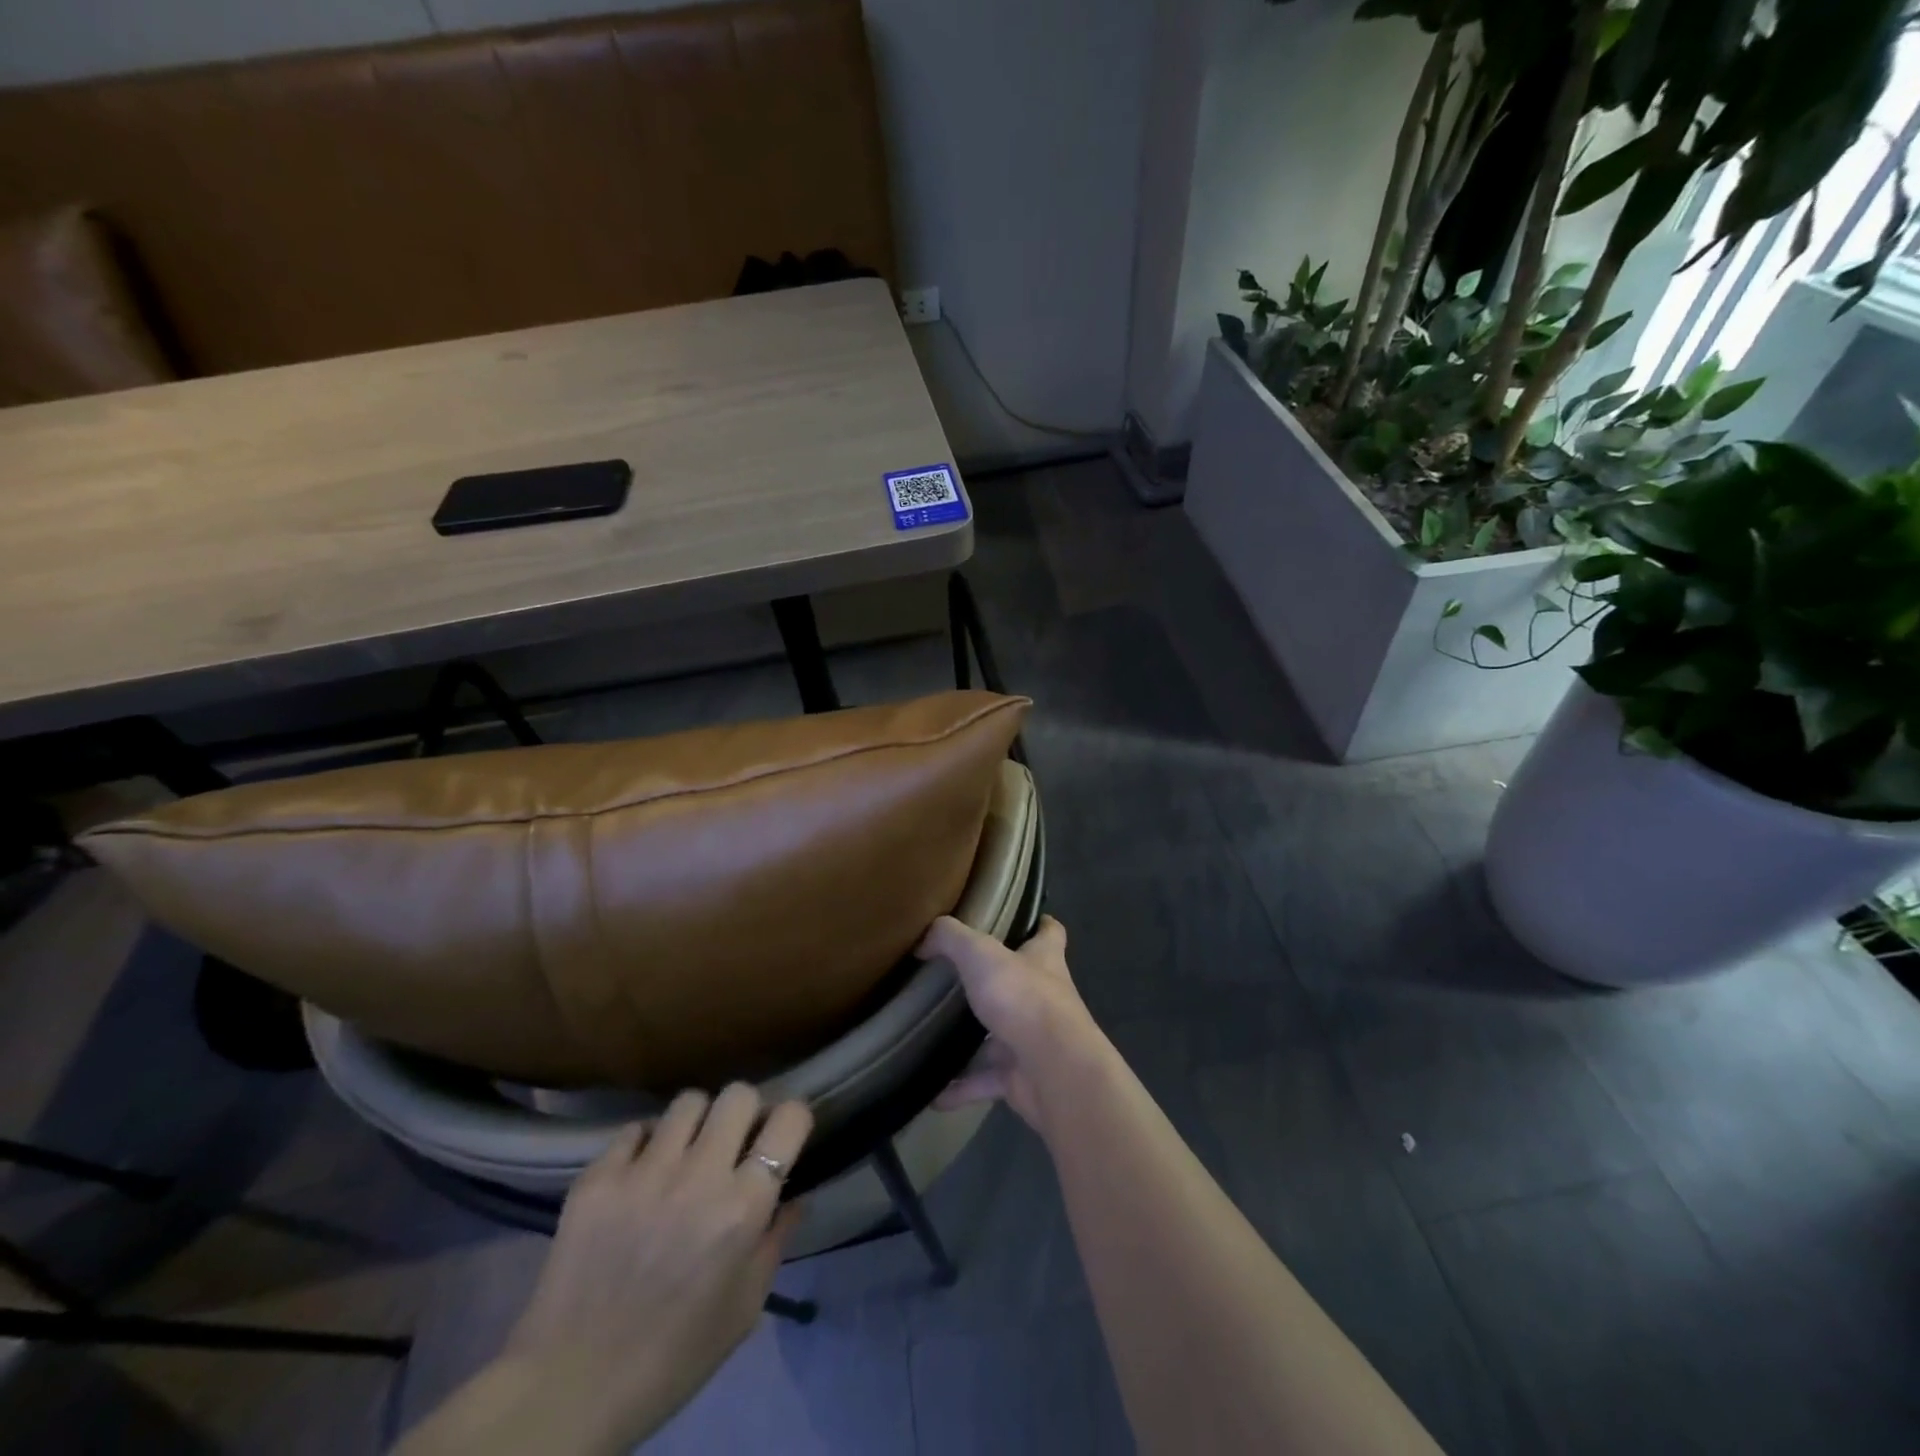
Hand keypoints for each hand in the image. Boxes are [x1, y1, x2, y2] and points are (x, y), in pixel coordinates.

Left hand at [505, 1085, 811, 1442]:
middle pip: (739, 1094)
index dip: (792, 1121)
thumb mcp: (744, 1308)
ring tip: (685, 1153)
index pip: (789, 1119)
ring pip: (688, 1102)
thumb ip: (775, 1242)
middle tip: (734, 1142)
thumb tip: (794, 1196)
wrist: (569, 1389)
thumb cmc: (674, 1357)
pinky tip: (641, 1173)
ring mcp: (645, 1171)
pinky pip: (635, 1129)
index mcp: (743, 1207)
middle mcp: (700, 1175)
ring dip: (696, 1123)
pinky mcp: (599, 1177)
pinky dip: (645, 1144)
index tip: (783, 1137)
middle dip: (745, 1111)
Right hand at [920, 914, 1107, 1132]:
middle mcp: (1044, 998)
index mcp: (1044, 960)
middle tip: (953, 980)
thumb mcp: (980, 954)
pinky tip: (932, 1095)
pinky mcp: (1022, 1078)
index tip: (1019, 920)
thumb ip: (950, 939)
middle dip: (993, 984)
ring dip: (972, 1044)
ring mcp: (1034, 1041)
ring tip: (933, 1038)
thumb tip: (924, 939)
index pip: (1050, 933)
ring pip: (999, 1039)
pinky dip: (961, 1088)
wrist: (1054, 1071)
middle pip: (1020, 985)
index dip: (1039, 924)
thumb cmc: (1023, 998)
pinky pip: (985, 1082)